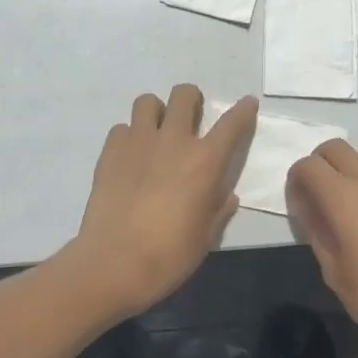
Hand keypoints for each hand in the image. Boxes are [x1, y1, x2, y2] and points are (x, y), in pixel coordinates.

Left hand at [62, 85, 257, 320]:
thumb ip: (218, 210)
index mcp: (205, 161)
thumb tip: (226, 196)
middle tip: (190, 119)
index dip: (243, 110)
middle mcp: (173, 140)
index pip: (232, 123)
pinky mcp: (110, 150)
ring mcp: (138, 141)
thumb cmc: (169, 255)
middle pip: (184, 95)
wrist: (114, 263)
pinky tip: (129, 158)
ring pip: (147, 101)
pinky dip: (129, 137)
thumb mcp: (205, 237)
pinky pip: (122, 128)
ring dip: (156, 112)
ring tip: (155, 134)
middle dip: (191, 100)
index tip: (247, 103)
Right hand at [286, 140, 357, 357]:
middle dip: (321, 164)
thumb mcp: (334, 271)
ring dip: (353, 168)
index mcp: (343, 198)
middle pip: (335, 148)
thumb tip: (308, 206)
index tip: (300, 202)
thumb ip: (316, 230)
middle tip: (321, 196)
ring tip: (355, 201)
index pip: (308, 166)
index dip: (297, 180)